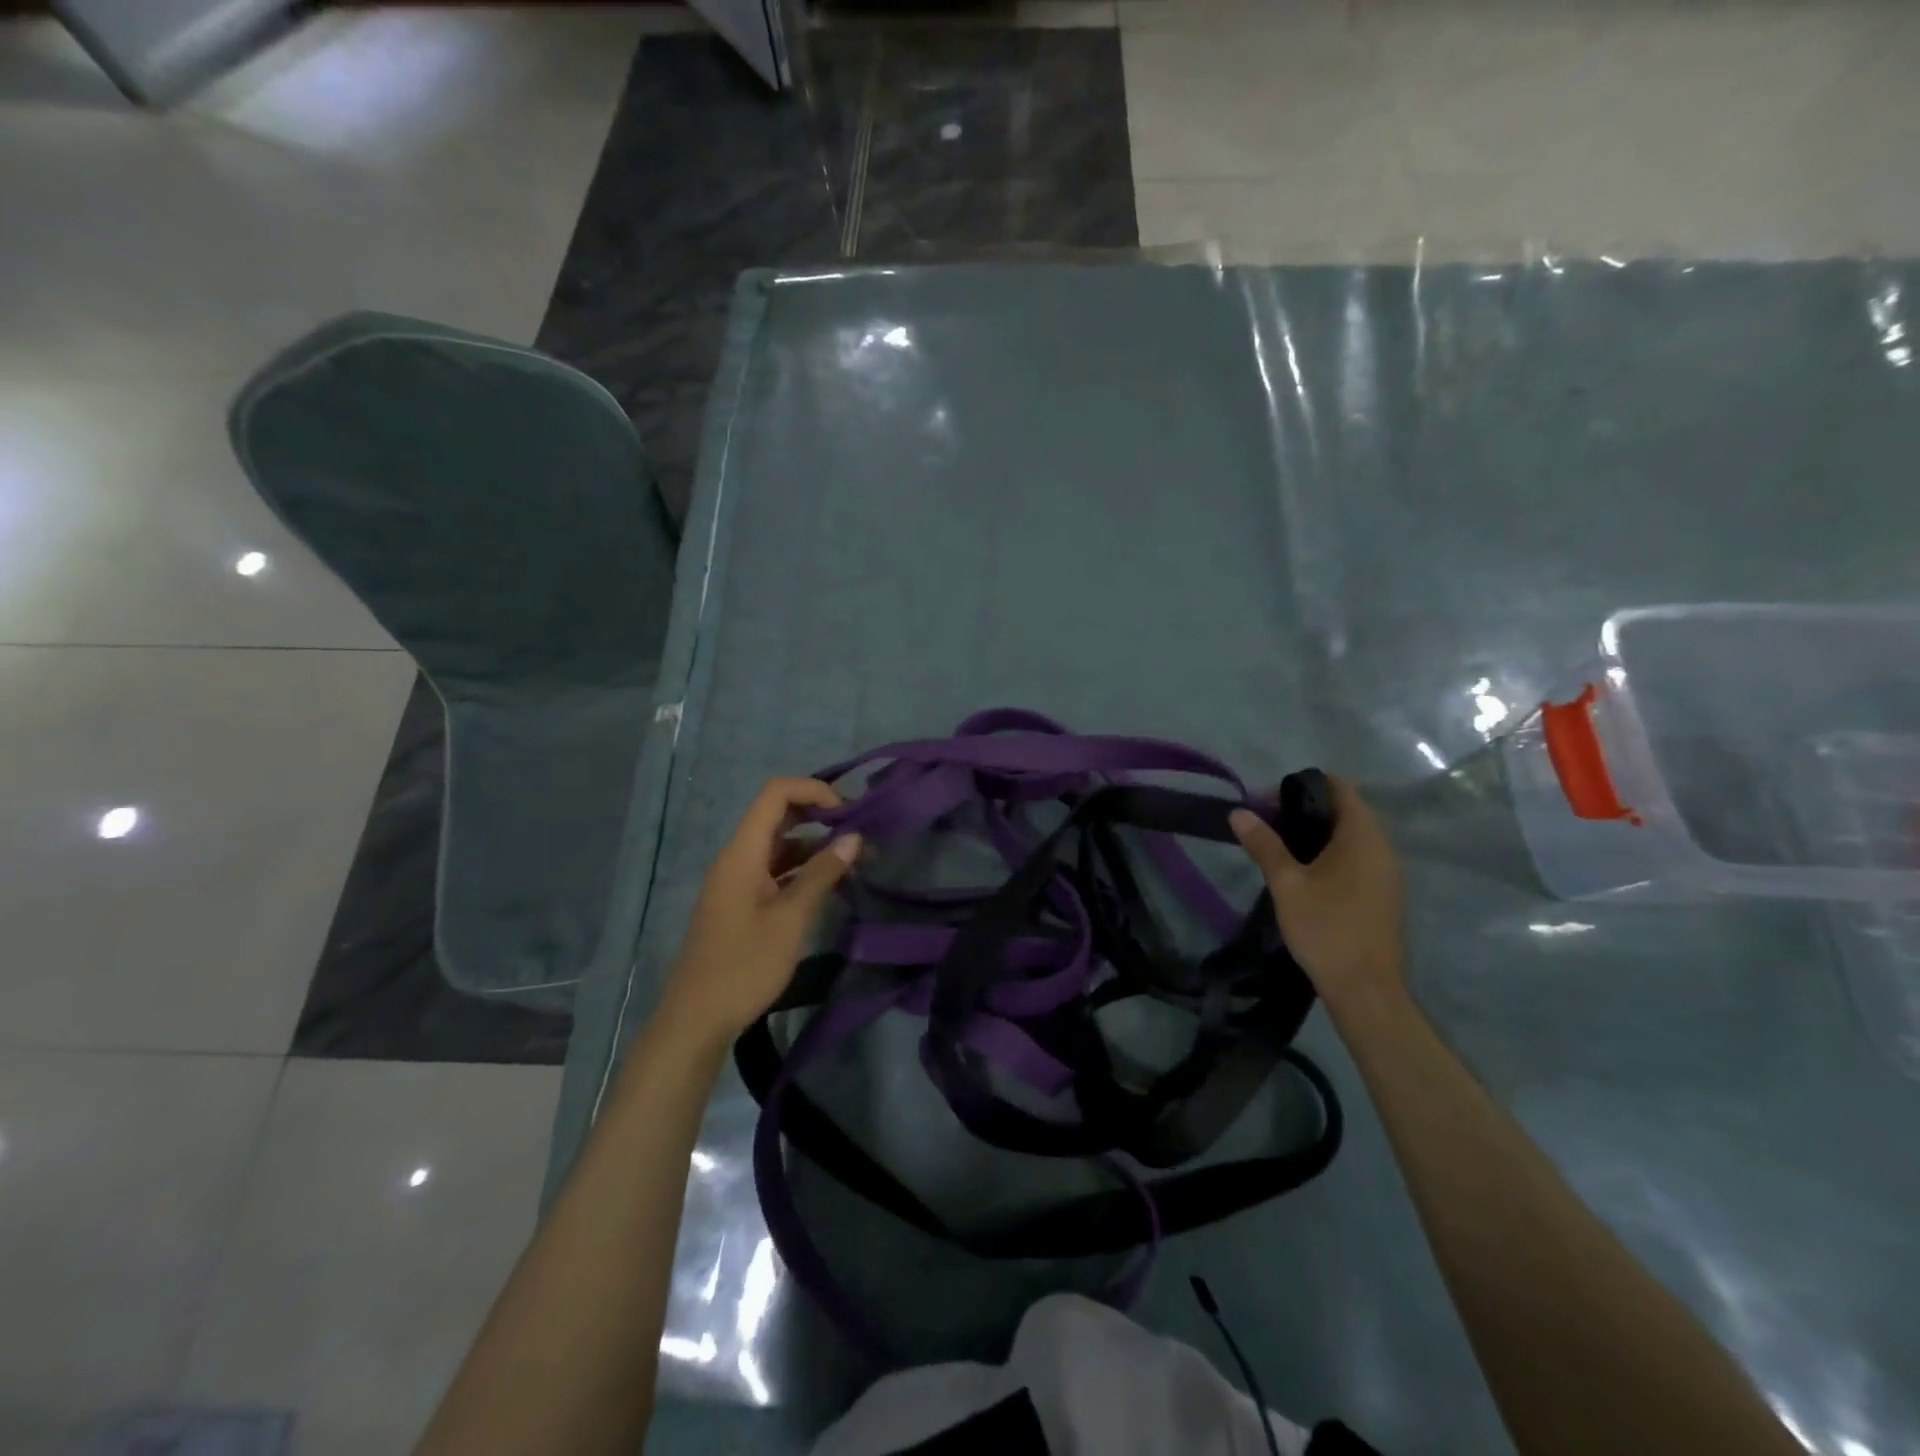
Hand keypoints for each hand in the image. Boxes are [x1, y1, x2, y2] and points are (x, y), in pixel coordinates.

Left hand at [656, 777, 860, 1046]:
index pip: (776, 793)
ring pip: (780, 844)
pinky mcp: (743, 902)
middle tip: (860, 831)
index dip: (813, 790)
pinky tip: (832, 883)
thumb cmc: (744, 966)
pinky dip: (804, 869)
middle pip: (778, 814)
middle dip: (820, 814)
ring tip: (856, 859)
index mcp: (742, 852)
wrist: (696, 1020)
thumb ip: (822, 874)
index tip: (849, 811)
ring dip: (816, 845)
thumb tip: (854, 837)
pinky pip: (776, 870)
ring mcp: (738, 880)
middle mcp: (737, 857)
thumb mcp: (790, 919)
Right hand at [1230, 774, 1404, 1008]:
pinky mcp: (1382, 894)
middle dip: (1304, 809)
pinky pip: (1356, 857)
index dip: (1303, 785)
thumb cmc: (1326, 929)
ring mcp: (1386, 873)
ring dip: (1315, 833)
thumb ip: (1264, 845)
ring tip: (1278, 846)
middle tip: (1265, 823)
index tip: (1268, 800)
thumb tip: (1239, 812)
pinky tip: (1303, 873)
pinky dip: (1329, 853)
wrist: (1366, 990)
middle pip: (1344, 810)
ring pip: (1350, 836)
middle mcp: (1382, 848)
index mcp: (1363, 837)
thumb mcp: (1287, 884)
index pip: (1340, 788)